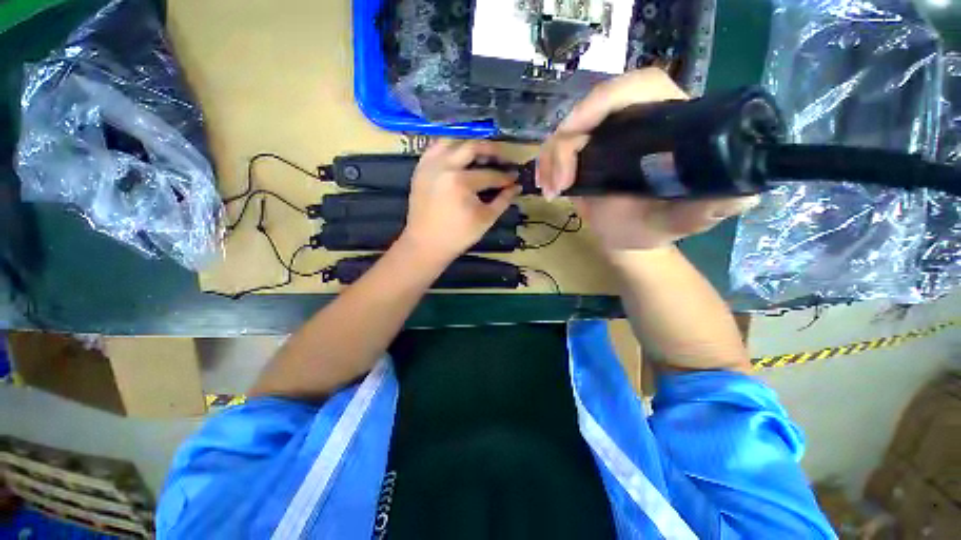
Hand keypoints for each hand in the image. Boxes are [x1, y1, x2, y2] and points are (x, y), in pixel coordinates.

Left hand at [401, 139, 521, 263]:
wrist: (426, 244)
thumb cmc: (458, 236)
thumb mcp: (485, 219)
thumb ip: (502, 200)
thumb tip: (516, 187)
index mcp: (461, 182)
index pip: (490, 175)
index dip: (505, 177)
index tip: (515, 178)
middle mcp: (444, 166)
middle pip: (472, 147)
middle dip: (492, 151)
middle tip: (503, 159)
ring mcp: (430, 165)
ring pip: (452, 140)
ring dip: (469, 145)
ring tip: (481, 154)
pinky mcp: (420, 169)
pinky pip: (435, 148)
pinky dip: (449, 147)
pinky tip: (459, 156)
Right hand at [536, 68, 758, 251]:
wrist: (629, 239)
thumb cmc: (658, 228)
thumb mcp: (689, 219)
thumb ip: (716, 205)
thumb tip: (746, 190)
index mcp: (668, 123)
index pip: (639, 86)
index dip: (604, 100)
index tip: (576, 134)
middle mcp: (635, 120)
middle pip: (593, 107)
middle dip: (567, 142)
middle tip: (559, 180)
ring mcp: (605, 136)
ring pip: (568, 129)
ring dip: (552, 158)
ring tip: (552, 191)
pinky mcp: (585, 153)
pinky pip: (557, 147)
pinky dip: (546, 165)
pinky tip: (546, 186)